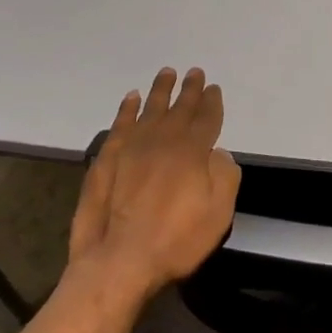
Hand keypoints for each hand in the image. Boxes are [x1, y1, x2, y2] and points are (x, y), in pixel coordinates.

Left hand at [69, 67, 240, 304]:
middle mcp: (163, 141)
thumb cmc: (176, 240)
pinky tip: (131, 99)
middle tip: (194, 72)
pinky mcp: (107, 159)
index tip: (213, 89)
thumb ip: (224, 177)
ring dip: (160, 91)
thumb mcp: (218, 213)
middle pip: (179, 108)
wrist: (119, 260)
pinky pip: (120, 124)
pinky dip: (127, 109)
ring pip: (149, 110)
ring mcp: (131, 148)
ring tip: (166, 73)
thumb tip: (218, 154)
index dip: (211, 103)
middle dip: (189, 90)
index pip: (206, 119)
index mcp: (193, 152)